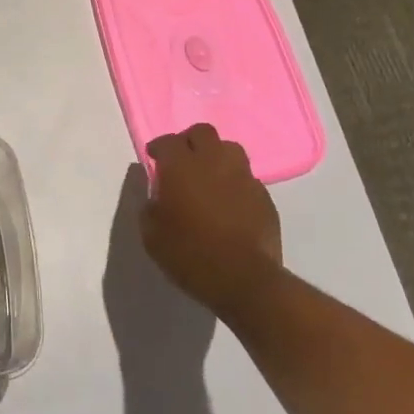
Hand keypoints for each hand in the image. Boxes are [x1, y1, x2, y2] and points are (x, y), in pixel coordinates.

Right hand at [142, 124, 282, 321]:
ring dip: (216, 156)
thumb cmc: (190, 255)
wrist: (245, 280)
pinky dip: (234, 182)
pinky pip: (246, 177)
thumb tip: (155, 196)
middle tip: (182, 160)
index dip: (159, 147)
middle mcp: (214, 161)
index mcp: (182, 166)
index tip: (154, 158)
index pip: (168, 141)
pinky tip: (229, 201)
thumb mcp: (152, 236)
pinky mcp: (264, 195)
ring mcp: (243, 176)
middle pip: (202, 132)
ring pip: (229, 149)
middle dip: (190, 141)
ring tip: (209, 176)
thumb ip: (149, 207)